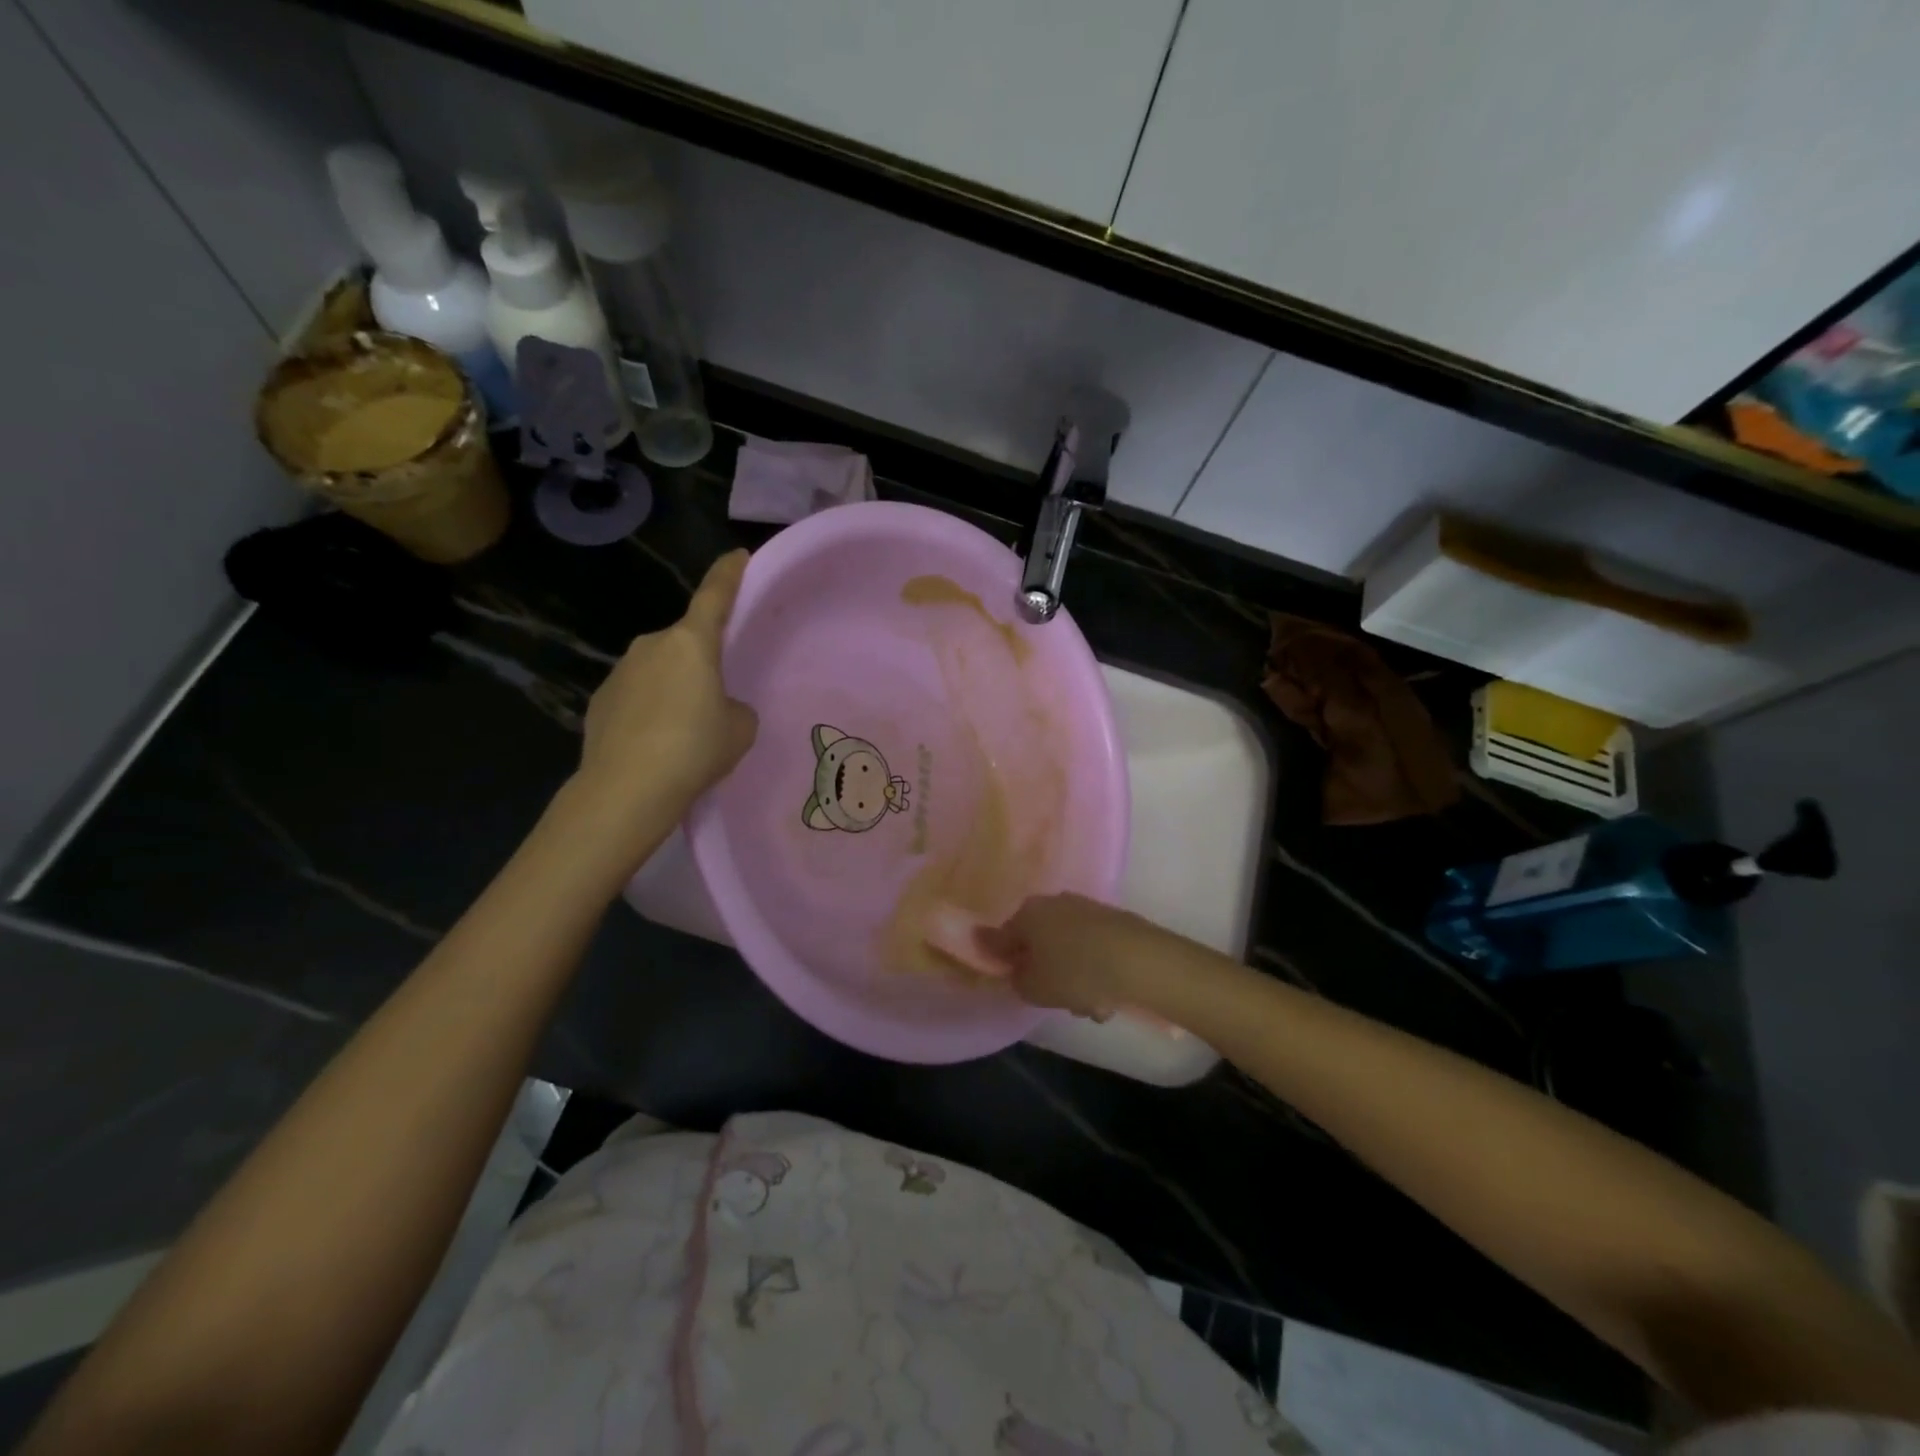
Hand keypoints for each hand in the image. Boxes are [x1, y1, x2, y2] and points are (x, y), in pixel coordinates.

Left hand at [575, 550, 757, 817]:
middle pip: (686, 642)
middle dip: (701, 661)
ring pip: (659, 670)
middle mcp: (652, 646)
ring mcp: (620, 671)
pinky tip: (655, 743)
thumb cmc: (695, 749)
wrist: (627, 789)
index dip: (729, 574)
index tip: (738, 555)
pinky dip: (649, 710)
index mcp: (692, 643)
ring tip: (685, 730)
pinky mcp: (600, 700)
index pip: (715, 596)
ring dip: (674, 687)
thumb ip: (735, 707)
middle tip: (716, 697)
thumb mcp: (739, 728)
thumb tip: (717, 707)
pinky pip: (636, 695)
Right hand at [974, 893, 1182, 1019]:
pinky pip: (1092, 950)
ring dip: (1075, 978)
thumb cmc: (1075, 972)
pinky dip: (1096, 972)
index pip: (1003, 938)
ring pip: (1068, 950)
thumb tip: (1013, 968)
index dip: (1004, 963)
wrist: (1138, 960)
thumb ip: (1014, 979)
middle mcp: (1053, 903)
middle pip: (1039, 944)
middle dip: (1046, 973)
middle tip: (1057, 999)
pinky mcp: (1112, 921)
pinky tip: (1109, 996)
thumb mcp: (1033, 988)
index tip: (1014, 985)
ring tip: (1093, 1006)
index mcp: (1027, 913)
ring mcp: (1085, 910)